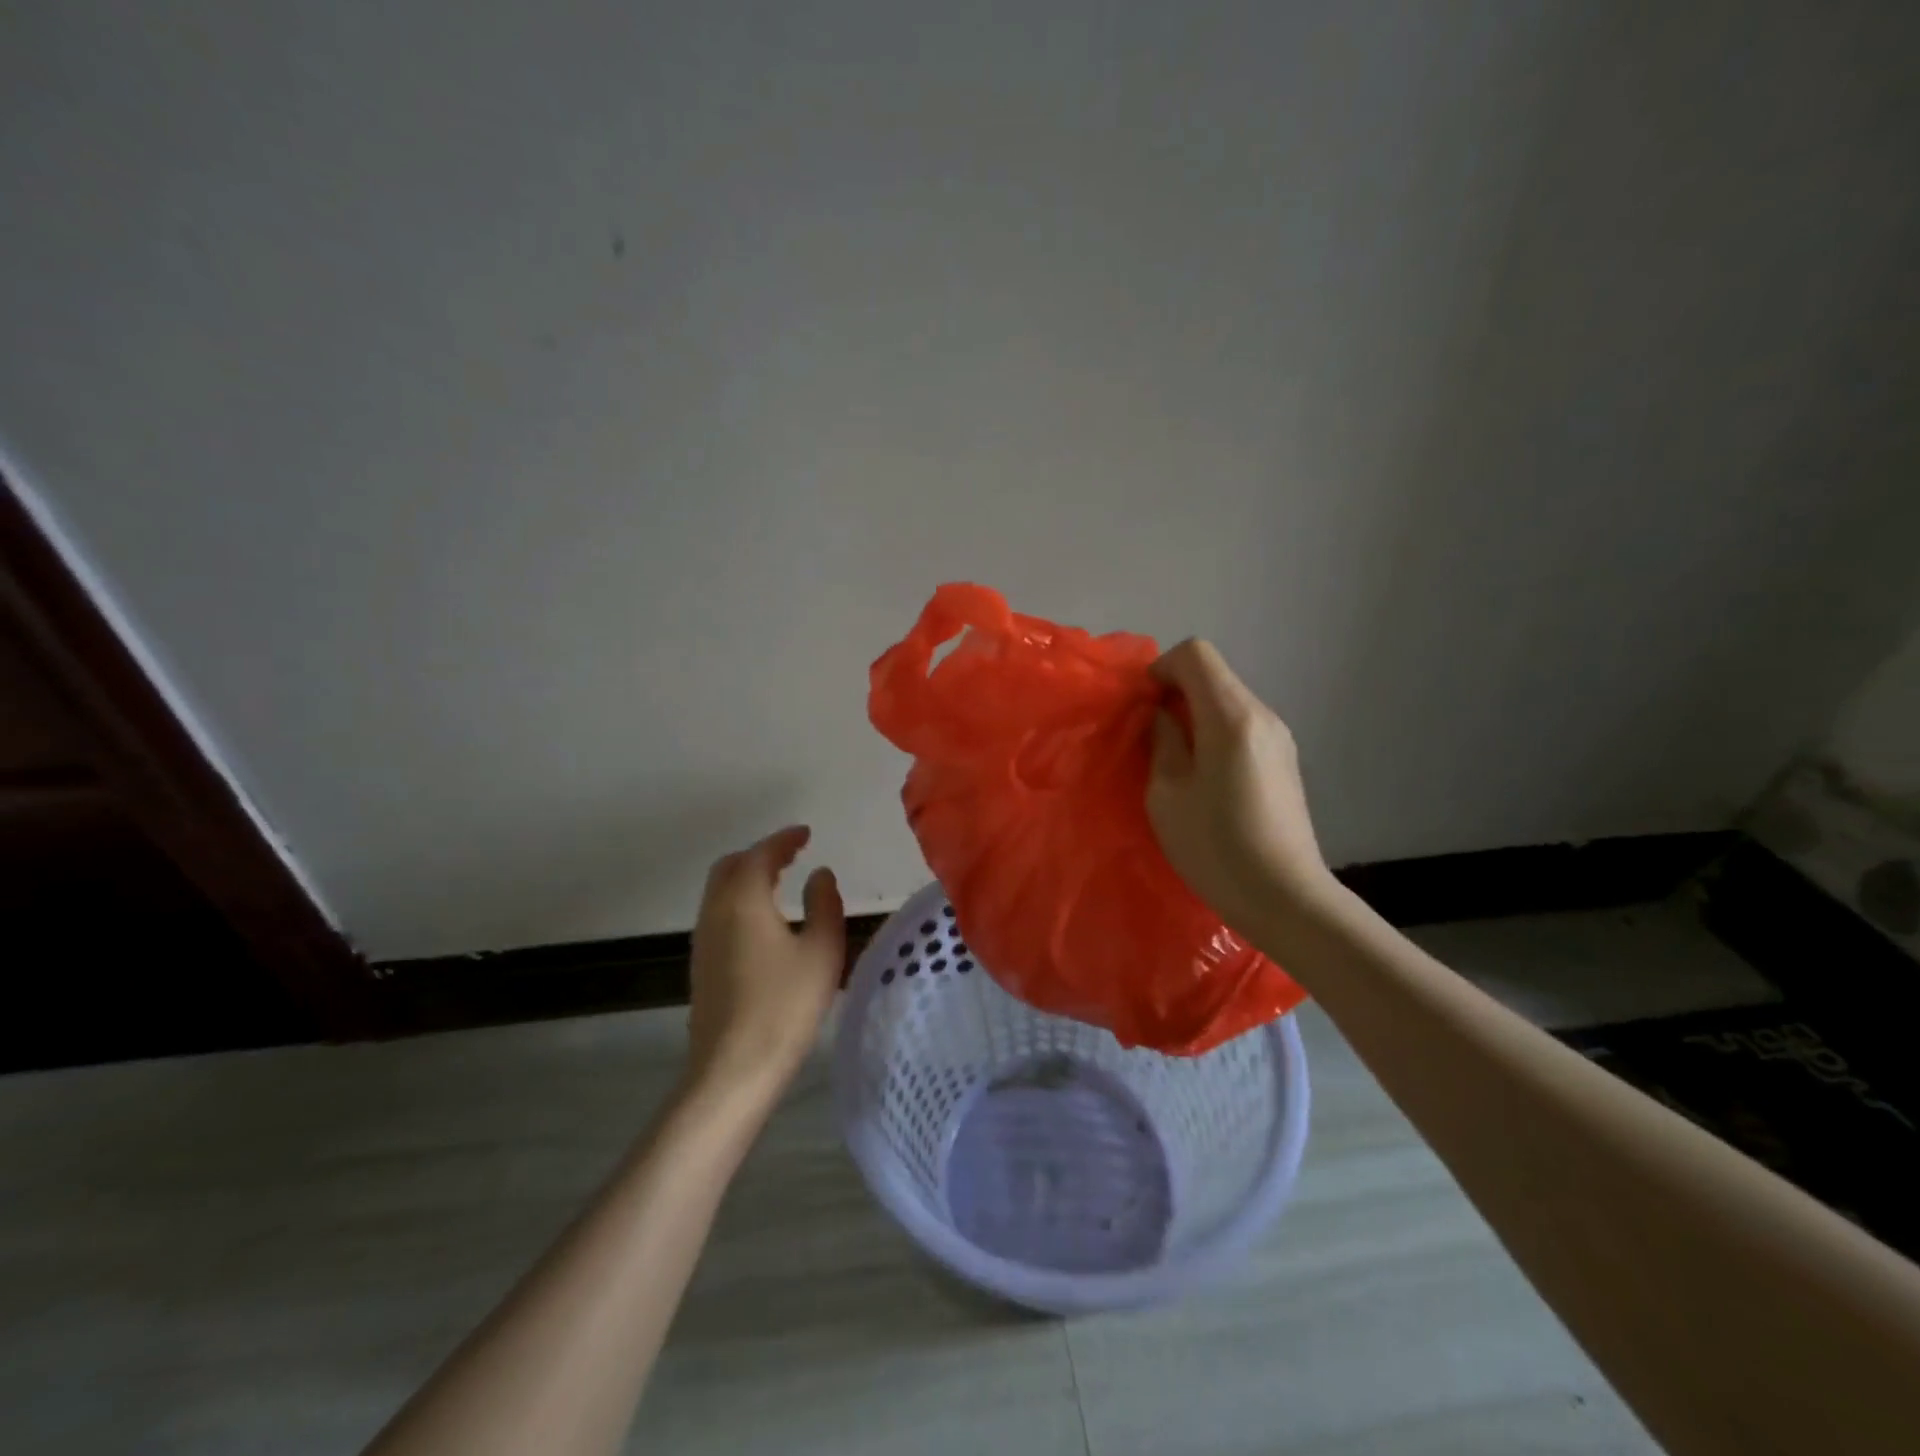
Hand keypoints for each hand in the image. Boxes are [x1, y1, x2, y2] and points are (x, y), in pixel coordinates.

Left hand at [685, 826, 844, 1098]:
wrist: (732, 1068)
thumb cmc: (785, 1005)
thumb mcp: (822, 951)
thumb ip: (825, 904)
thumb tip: (819, 874)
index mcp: (744, 900)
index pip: (761, 854)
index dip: (784, 839)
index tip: (806, 833)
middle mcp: (716, 911)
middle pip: (731, 866)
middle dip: (761, 853)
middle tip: (792, 854)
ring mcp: (703, 939)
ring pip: (720, 890)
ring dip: (748, 876)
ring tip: (780, 881)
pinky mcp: (701, 964)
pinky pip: (718, 912)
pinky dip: (740, 899)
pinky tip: (763, 919)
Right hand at [1147, 639, 1336, 937]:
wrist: (1286, 899)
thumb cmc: (1216, 848)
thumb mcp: (1167, 795)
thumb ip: (1162, 742)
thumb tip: (1162, 715)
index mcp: (1231, 716)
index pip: (1195, 653)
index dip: (1161, 669)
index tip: (1143, 707)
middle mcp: (1262, 715)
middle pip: (1213, 674)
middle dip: (1175, 693)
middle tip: (1150, 737)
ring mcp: (1279, 737)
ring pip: (1228, 700)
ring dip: (1195, 715)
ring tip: (1176, 762)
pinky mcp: (1285, 760)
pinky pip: (1242, 726)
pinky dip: (1215, 734)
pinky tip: (1206, 779)